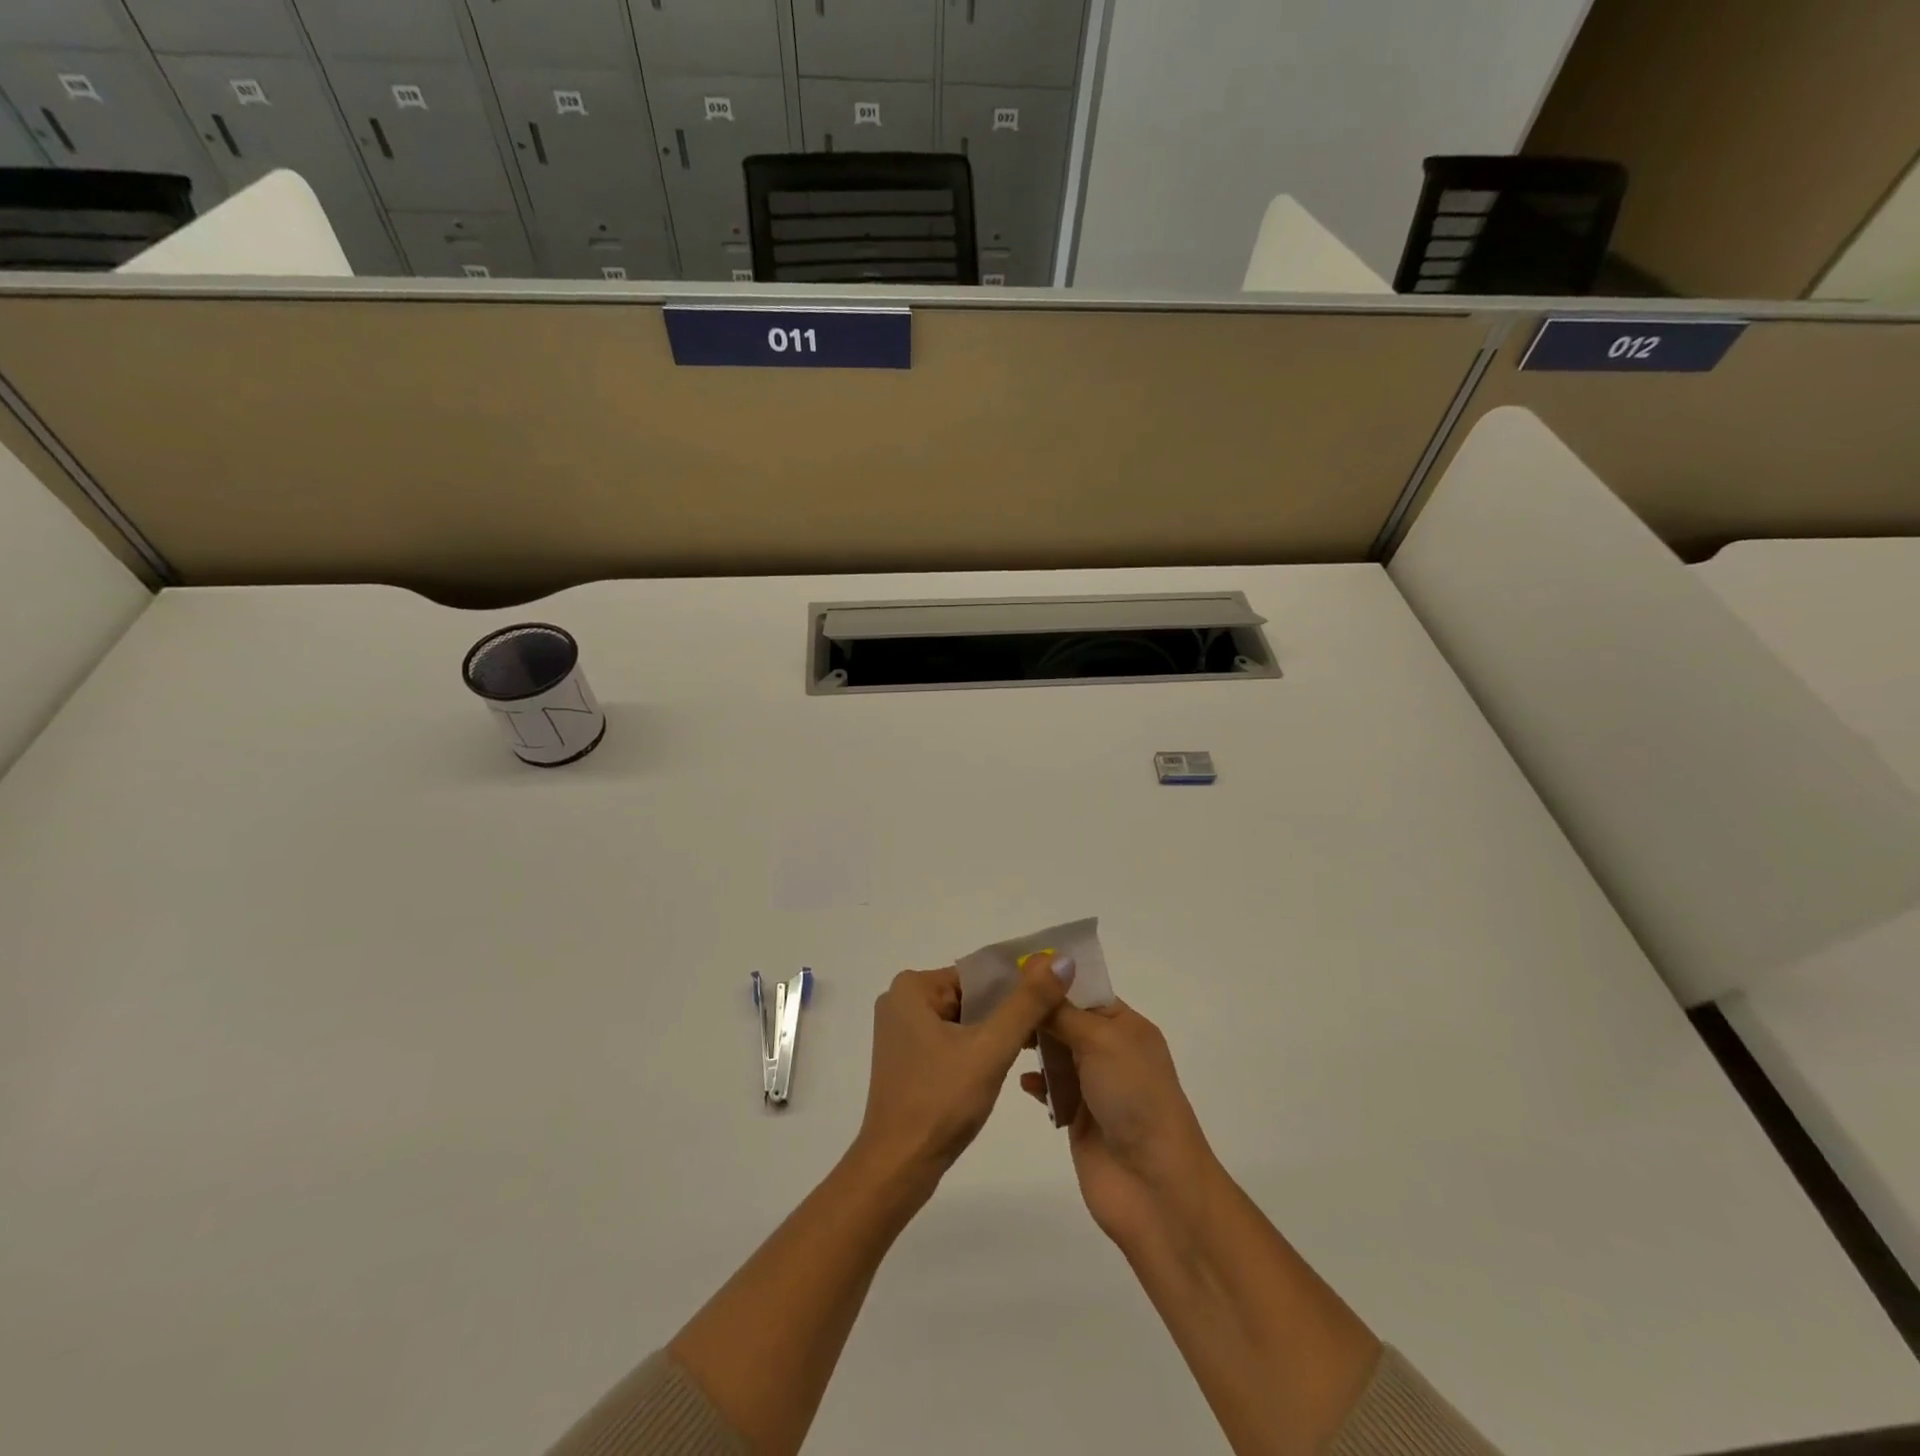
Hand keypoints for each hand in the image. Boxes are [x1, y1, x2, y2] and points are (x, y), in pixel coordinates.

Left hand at [854, 955, 1074, 1187]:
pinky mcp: (908, 1060)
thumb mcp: (991, 1047)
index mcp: (912, 988)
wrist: (898, 1168)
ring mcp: (902, 1032)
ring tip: (1037, 1044)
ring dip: (996, 1032)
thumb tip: (1062, 959)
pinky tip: (1004, 1065)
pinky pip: (952, 1040)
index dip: (1019, 986)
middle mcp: (901, 1001)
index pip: (979, 974)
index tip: (1054, 999)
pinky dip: (978, 1048)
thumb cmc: (941, 1101)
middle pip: (971, 995)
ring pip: (964, 1019)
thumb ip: (1028, 1002)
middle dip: (1008, 1010)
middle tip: (1052, 1024)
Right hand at [1018, 980, 1213, 1250]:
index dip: (1052, 978)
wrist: (1155, 1186)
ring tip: (999, 1033)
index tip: (1009, 967)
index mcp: (1126, 1026)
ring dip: (1033, 1044)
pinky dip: (1035, 1082)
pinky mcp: (1078, 1117)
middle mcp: (1111, 1050)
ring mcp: (1094, 1085)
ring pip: (1055, 1053)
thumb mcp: (1100, 1040)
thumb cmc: (1134, 1097)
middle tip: (991, 999)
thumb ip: (1063, 1010)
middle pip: (1066, 1019)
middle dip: (1036, 1010)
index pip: (1084, 990)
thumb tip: (1039, 968)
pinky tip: (1021, 1081)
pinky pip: (1050, 1089)